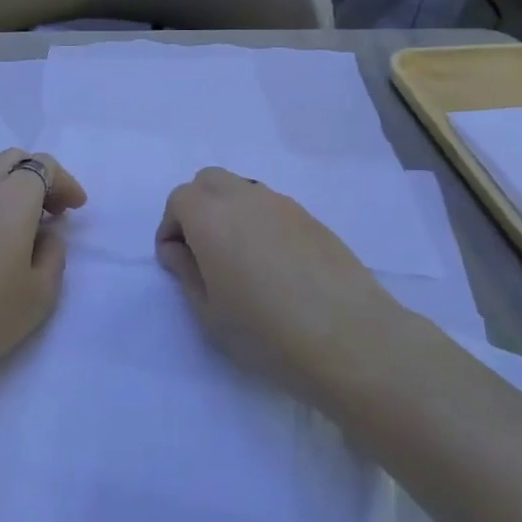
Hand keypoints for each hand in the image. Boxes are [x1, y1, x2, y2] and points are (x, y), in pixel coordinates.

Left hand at [0, 149, 86, 415]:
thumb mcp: (39, 294)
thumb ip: (53, 256)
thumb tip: (46, 234)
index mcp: (12, 197)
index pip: (43, 166)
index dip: (65, 182)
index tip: (76, 209)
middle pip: (13, 159)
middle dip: (39, 177)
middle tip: (53, 211)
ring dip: (10, 186)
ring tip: (21, 222)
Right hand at [156, 169, 401, 406]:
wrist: (350, 339)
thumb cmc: (266, 332)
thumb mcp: (209, 312)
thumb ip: (186, 272)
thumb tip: (177, 249)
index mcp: (211, 217)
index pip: (179, 199)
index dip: (170, 227)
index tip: (177, 262)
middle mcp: (244, 198)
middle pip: (209, 181)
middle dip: (197, 207)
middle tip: (202, 251)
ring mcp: (282, 205)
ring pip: (243, 190)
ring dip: (230, 212)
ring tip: (239, 259)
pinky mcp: (312, 219)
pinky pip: (272, 207)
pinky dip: (260, 222)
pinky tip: (274, 264)